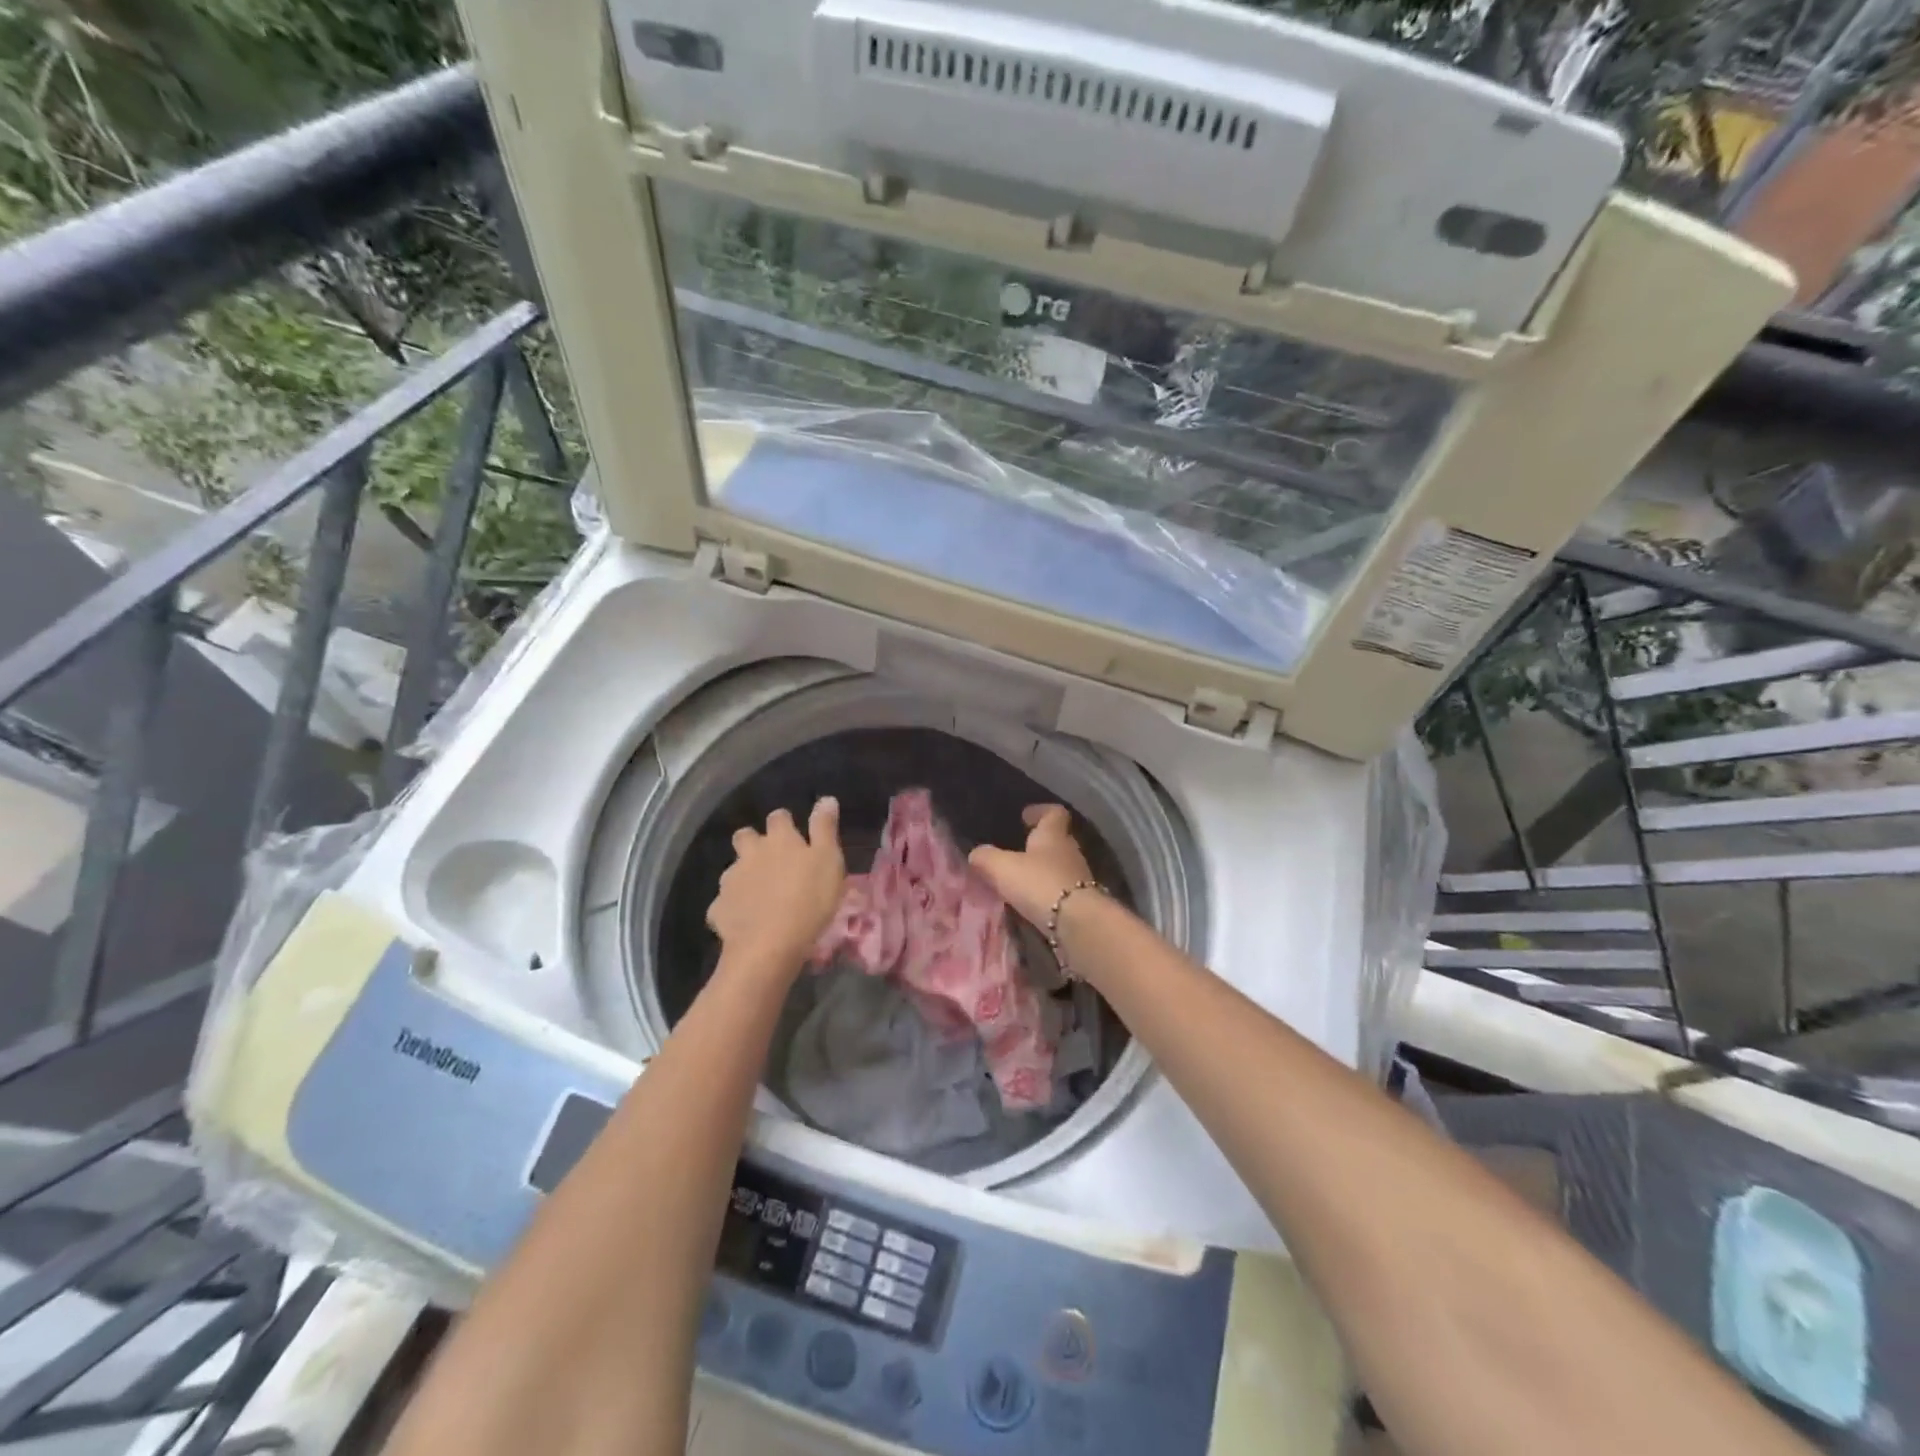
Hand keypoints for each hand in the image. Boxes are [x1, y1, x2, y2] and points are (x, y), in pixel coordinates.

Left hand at [707, 799, 844, 975]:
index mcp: (780, 840)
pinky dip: (733, 908)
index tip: (794, 834)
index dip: (785, 823)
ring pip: (733, 869)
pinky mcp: (719, 909)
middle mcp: (750, 853)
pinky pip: (724, 903)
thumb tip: (826, 798)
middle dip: (753, 842)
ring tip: (759, 894)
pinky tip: (745, 921)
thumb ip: (825, 828)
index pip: (779, 817)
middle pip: (745, 836)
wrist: (769, 946)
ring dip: (744, 875)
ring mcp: (731, 881)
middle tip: (770, 860)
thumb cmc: (809, 900)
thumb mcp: (829, 861)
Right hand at [968, 804, 1095, 928]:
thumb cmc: (1039, 883)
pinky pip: (1063, 890)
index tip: (1026, 816)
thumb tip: (977, 854)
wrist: (1077, 922)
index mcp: (1053, 835)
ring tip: (1022, 879)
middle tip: (1018, 850)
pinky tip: (1033, 902)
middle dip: (1039, 843)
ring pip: (1060, 866)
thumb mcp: (1003, 868)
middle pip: (1058, 840)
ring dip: (1043, 870)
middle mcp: (1070, 851)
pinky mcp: (1082, 902)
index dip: (1040, 811)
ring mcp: (1080, 877)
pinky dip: (1048, 892)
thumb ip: (987, 858)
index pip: (1054, 813)